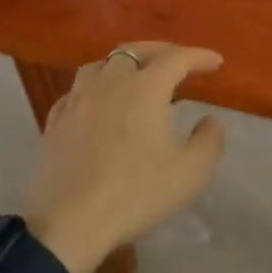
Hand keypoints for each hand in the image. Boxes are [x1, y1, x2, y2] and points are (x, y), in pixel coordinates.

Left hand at [23, 43, 226, 272]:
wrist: (68, 222)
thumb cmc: (135, 193)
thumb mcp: (189, 173)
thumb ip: (208, 141)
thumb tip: (210, 120)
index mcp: (145, 88)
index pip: (176, 58)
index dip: (199, 56)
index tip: (216, 62)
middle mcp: (110, 82)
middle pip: (135, 51)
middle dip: (161, 51)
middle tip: (179, 62)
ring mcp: (77, 98)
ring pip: (102, 64)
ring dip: (125, 64)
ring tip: (137, 77)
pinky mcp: (56, 119)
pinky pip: (79, 88)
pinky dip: (97, 86)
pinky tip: (100, 103)